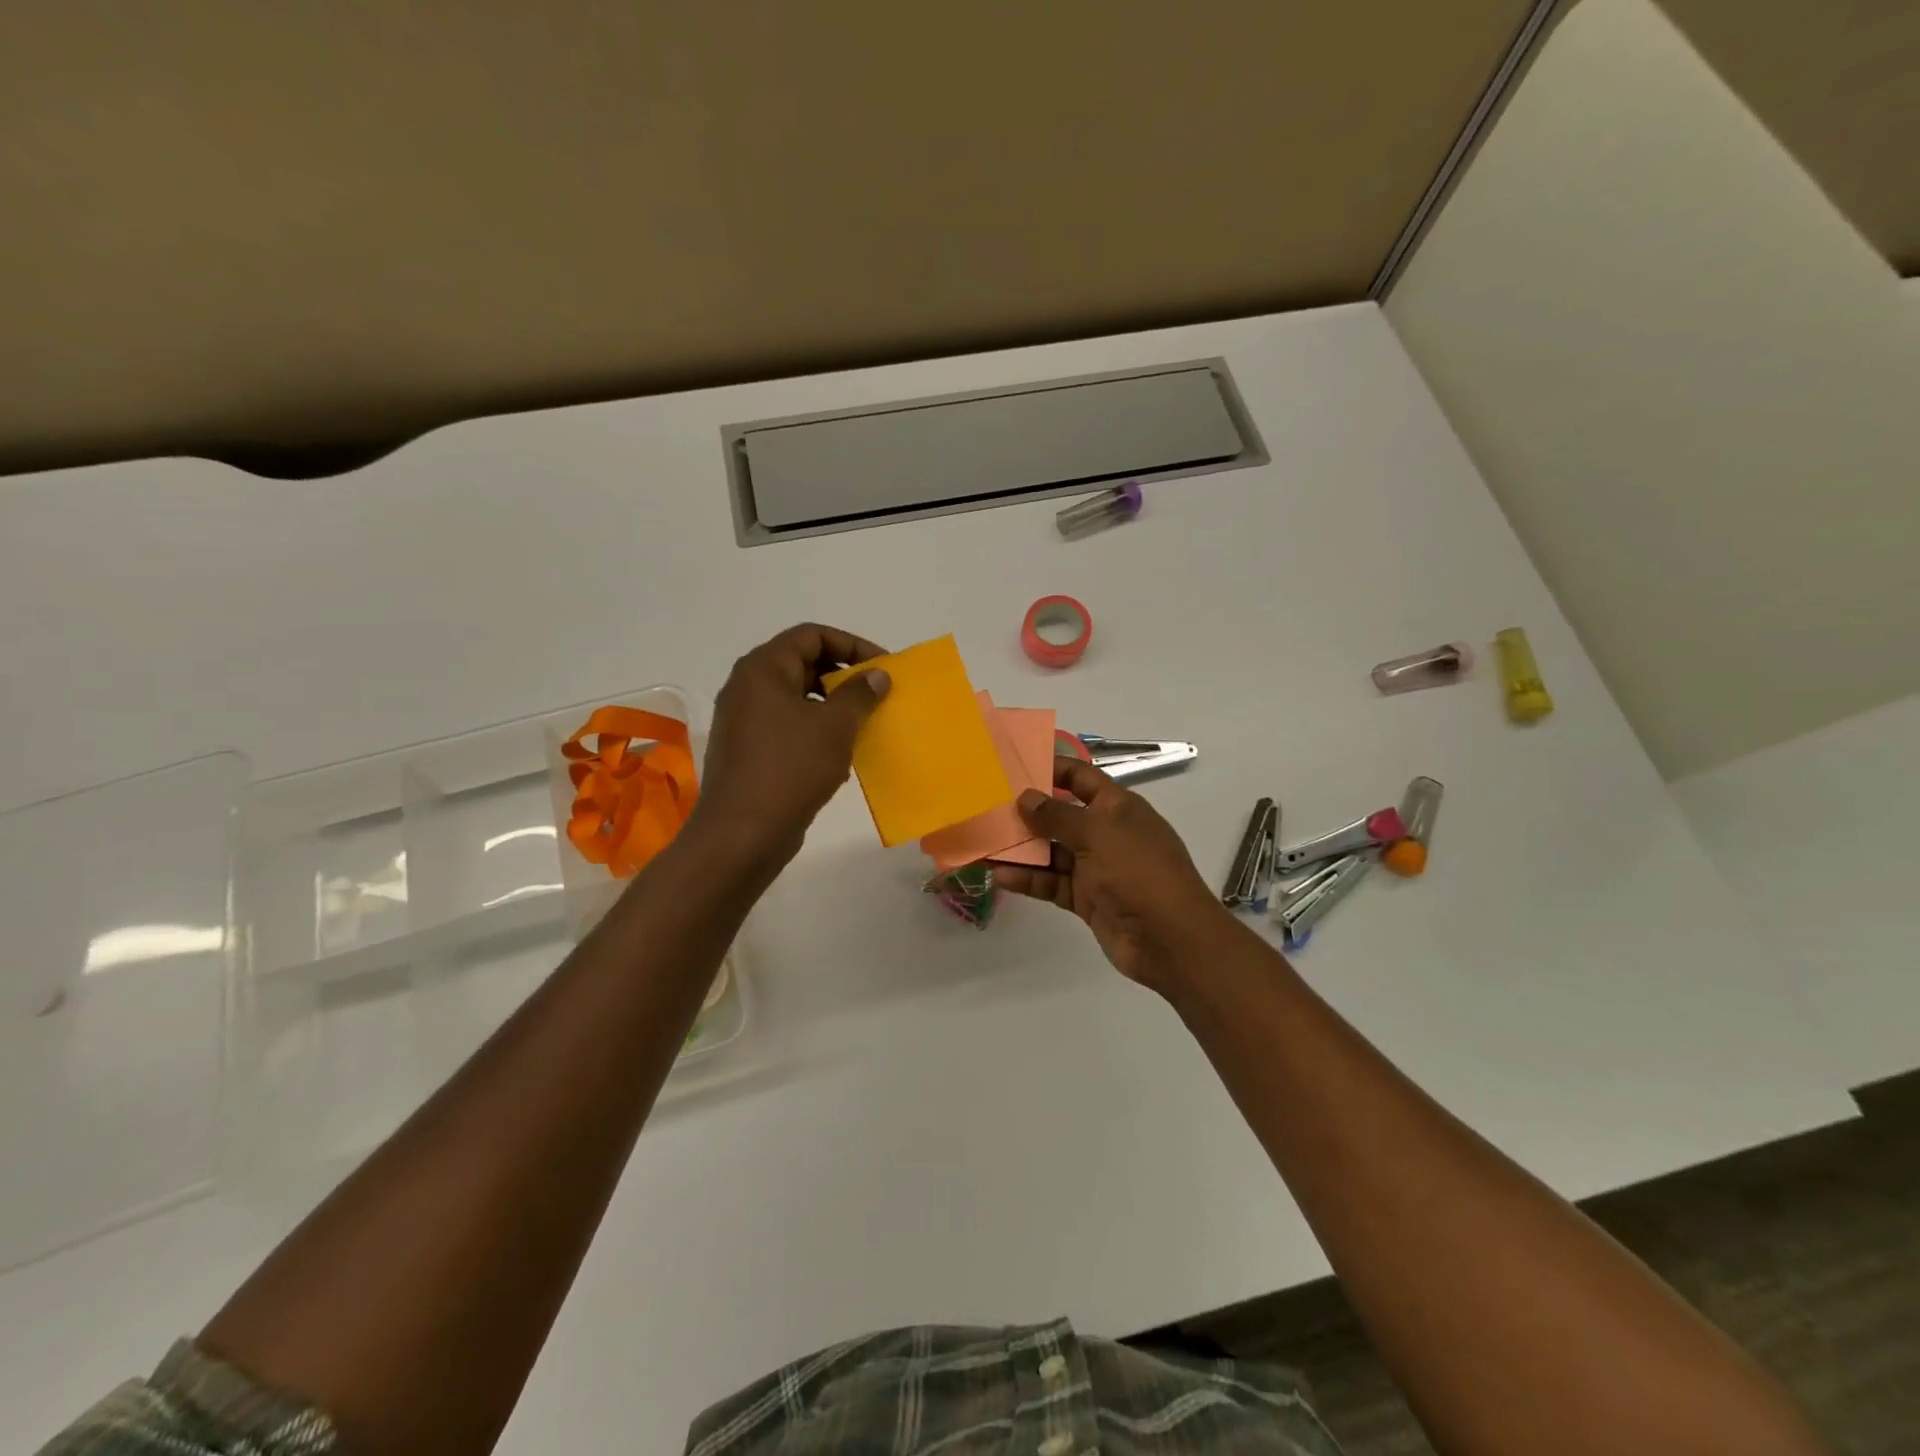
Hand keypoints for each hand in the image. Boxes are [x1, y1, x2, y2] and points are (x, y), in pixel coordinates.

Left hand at [692, 623, 889, 869]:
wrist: (742, 833)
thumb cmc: (790, 768)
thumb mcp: (835, 726)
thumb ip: (860, 694)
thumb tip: (877, 675)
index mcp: (763, 669)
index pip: (811, 635)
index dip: (852, 645)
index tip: (883, 667)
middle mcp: (747, 687)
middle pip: (802, 663)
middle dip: (843, 676)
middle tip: (876, 695)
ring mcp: (744, 721)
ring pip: (797, 698)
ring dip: (832, 706)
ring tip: (863, 724)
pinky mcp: (748, 751)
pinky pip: (788, 726)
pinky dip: (815, 730)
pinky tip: (839, 754)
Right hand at [996, 758, 1243, 994]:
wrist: (1169, 938)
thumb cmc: (1137, 871)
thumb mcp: (1097, 832)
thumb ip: (1057, 814)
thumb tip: (1025, 797)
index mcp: (1118, 807)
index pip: (1081, 777)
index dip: (1052, 769)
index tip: (1015, 766)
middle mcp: (1106, 833)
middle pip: (1061, 815)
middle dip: (1028, 812)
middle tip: (988, 806)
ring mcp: (1096, 867)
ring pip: (1052, 851)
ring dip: (1022, 848)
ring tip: (986, 842)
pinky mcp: (1087, 898)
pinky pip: (1052, 882)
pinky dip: (1029, 878)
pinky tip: (1001, 875)